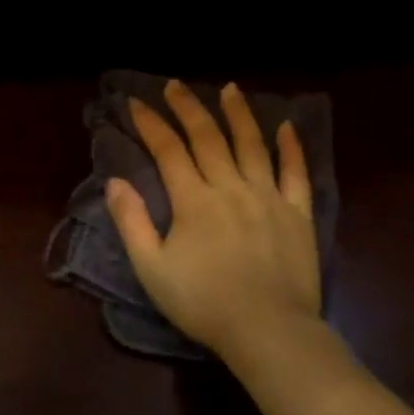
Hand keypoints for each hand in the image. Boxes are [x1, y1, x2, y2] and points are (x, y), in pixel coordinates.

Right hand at [107, 80, 323, 365]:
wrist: (267, 328)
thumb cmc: (202, 303)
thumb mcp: (152, 268)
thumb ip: (133, 222)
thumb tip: (115, 182)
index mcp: (194, 201)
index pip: (169, 151)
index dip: (151, 124)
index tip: (137, 103)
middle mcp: (231, 188)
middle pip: (208, 139)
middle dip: (188, 109)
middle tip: (175, 85)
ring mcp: (269, 197)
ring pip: (252, 145)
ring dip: (238, 114)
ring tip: (229, 89)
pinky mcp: (298, 214)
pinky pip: (295, 172)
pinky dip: (290, 147)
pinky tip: (285, 127)